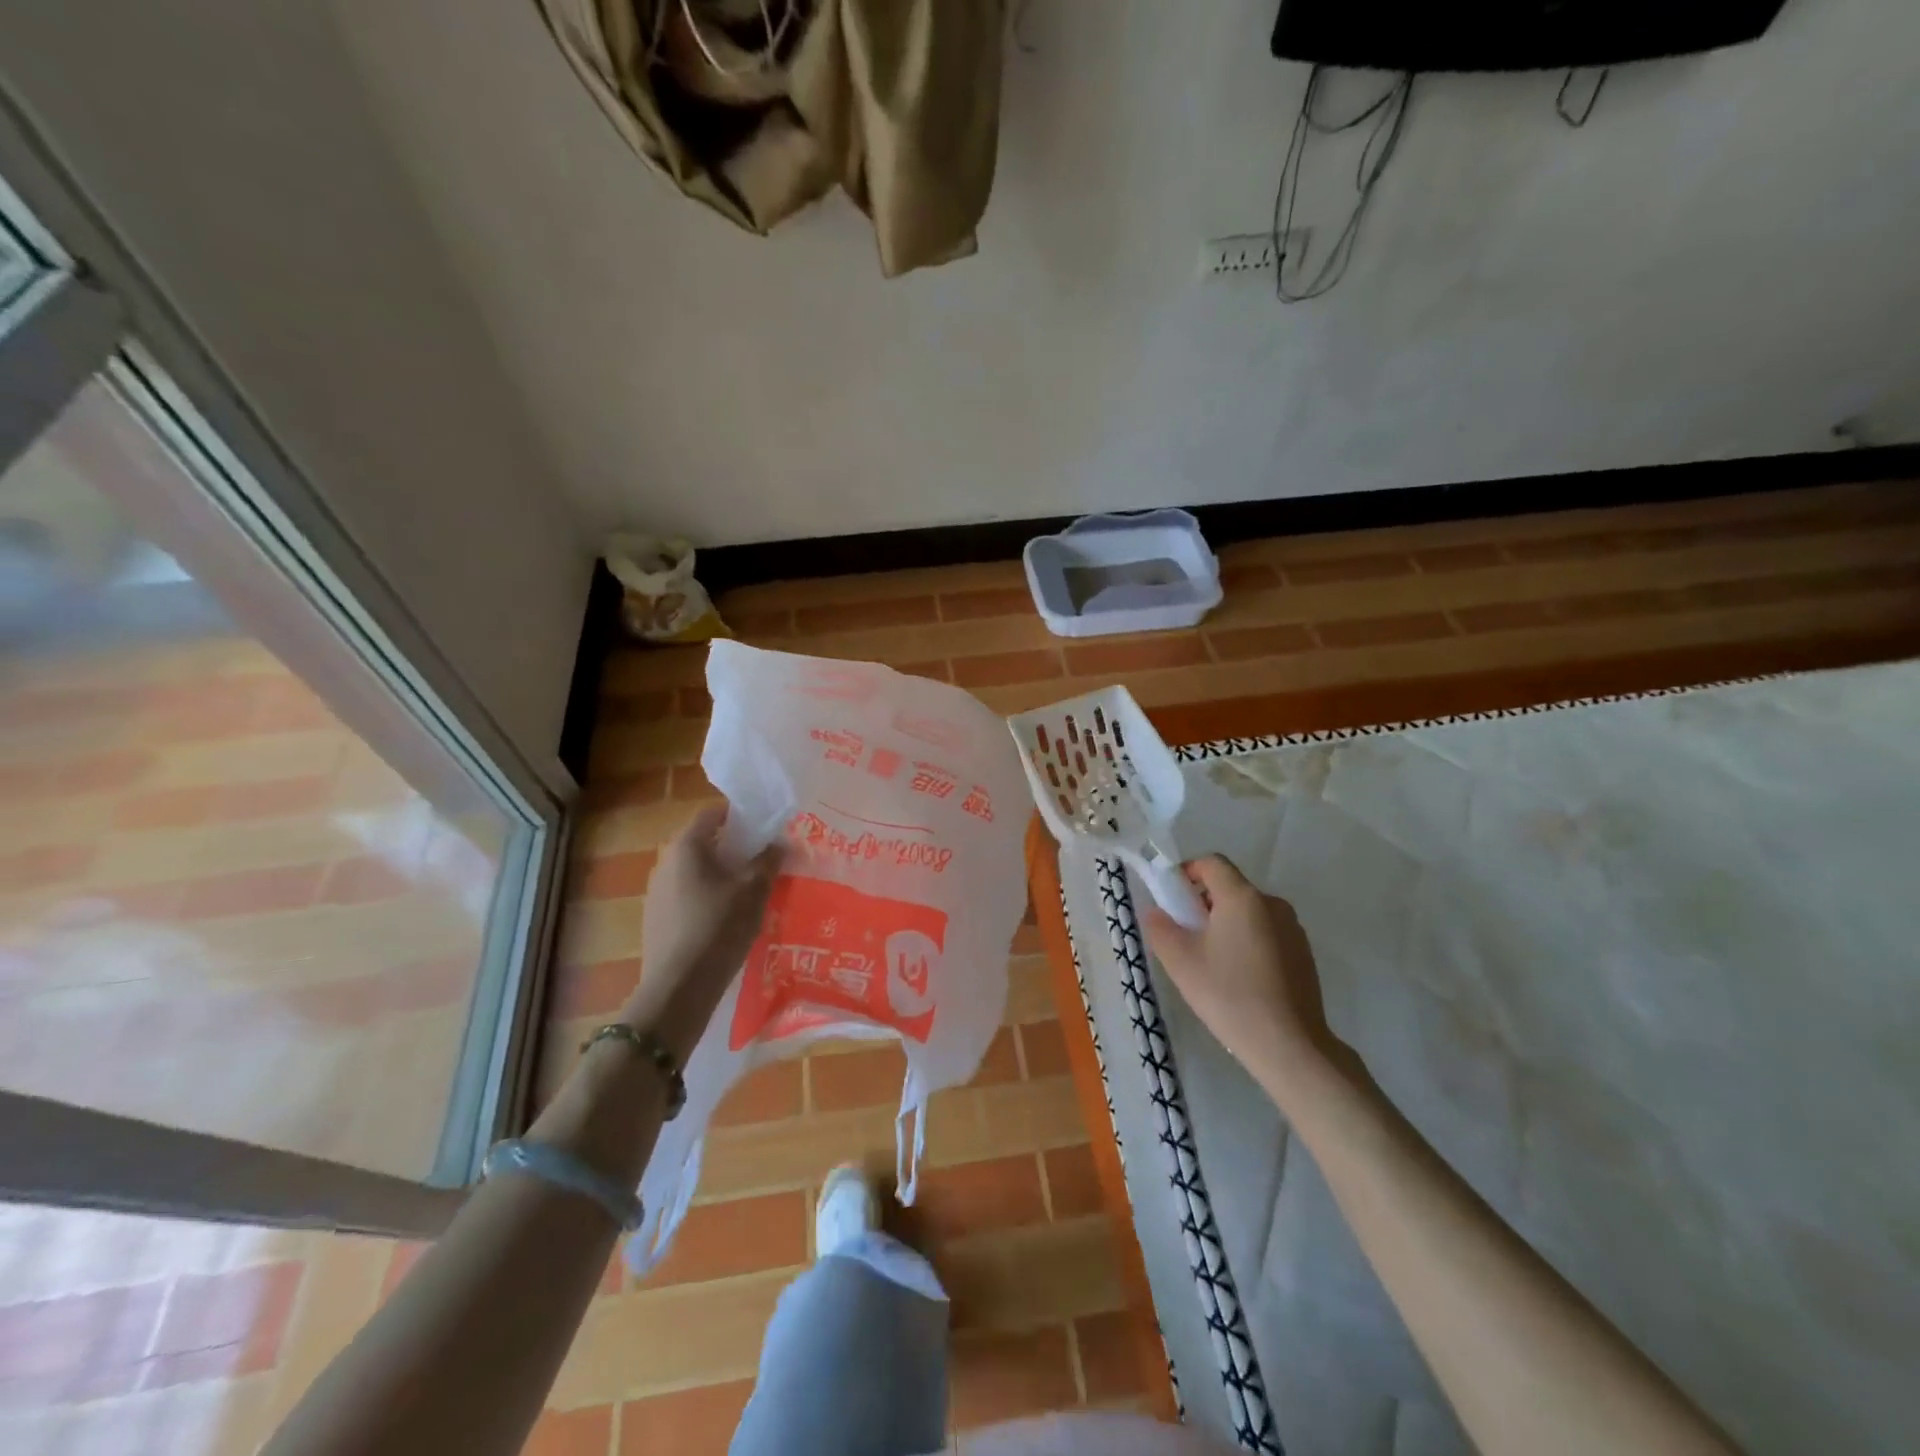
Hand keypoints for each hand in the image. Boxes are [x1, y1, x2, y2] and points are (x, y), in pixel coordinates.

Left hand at [621, 806, 783, 1059]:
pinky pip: (689, 896)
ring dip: (723, 875)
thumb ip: (768, 860)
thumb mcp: (754, 890)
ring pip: (697, 872)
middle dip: (735, 848)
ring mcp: (657, 892)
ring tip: (752, 891)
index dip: (741, 815)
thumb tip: (778, 843)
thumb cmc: (719, 927)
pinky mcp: (657, 920)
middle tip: (765, 860)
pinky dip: (709, 898)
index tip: (766, 826)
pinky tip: (729, 919)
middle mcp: (665, 862)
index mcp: (686, 846)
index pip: (713, 813)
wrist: (679, 988)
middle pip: (705, 842)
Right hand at [1142, 855, 1348, 1107]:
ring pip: (1249, 913)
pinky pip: (1268, 934)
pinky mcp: (1305, 955)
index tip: (1172, 900)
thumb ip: (1160, 927)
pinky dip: (1248, 943)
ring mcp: (1293, 929)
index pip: (1211, 863)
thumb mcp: (1180, 961)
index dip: (1187, 872)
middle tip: (1186, 936)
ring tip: (1212, 963)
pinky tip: (1240, 979)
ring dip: (1227, 924)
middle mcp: (1272, 903)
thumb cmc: (1228, 995)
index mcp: (1242, 897)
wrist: (1289, 1045)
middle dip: (1204, 903)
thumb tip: (1156, 911)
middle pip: (1230, 887)